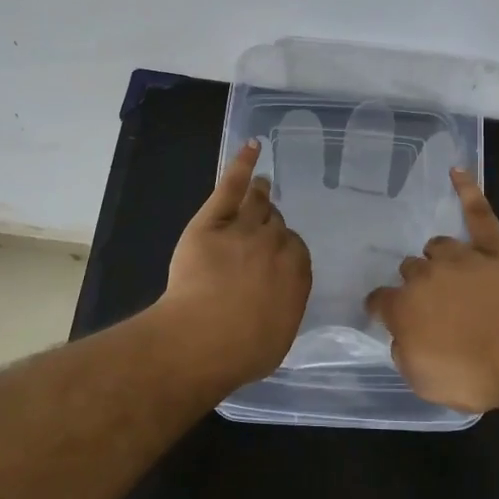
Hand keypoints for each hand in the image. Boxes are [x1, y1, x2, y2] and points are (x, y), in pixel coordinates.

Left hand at [160, 140, 311, 384]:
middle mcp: (275, 244)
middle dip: (271, 225)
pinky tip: (252, 148)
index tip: (275, 255)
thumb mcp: (278, 337)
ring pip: (257, 204)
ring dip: (260, 194)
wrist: (202, 340)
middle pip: (276, 224)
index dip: (283, 249)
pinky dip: (243, 165)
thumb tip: (280, 300)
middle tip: (263, 228)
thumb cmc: (243, 351)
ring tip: (261, 186)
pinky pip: (231, 187)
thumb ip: (284, 308)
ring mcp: (243, 229)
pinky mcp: (212, 221)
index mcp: (297, 272)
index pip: (295, 248)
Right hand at [366, 169, 498, 412]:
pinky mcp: (496, 248)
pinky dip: (468, 191)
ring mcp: (463, 257)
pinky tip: (458, 171)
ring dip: (439, 258)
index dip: (381, 308)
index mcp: (404, 307)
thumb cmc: (476, 375)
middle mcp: (427, 275)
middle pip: (411, 270)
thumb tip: (403, 336)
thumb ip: (405, 353)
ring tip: (449, 272)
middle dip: (416, 285)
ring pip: (438, 245)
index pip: (380, 300)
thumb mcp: (425, 382)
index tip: (385, 315)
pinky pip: (479, 213)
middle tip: (434, 306)